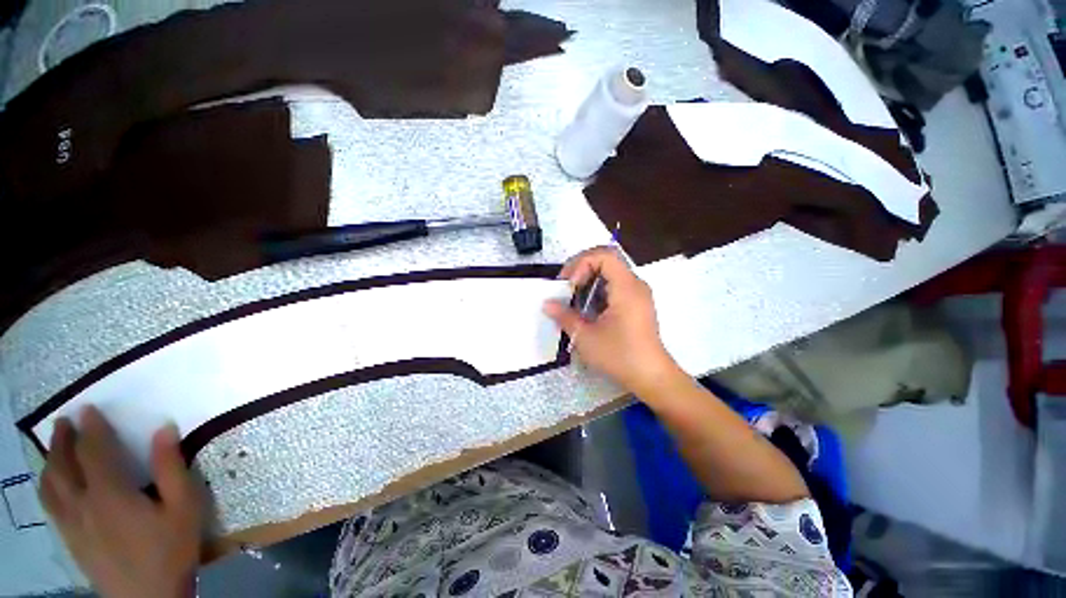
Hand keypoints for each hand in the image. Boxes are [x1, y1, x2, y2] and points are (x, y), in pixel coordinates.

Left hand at [39, 406, 203, 597]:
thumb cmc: (171, 549)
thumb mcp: (184, 507)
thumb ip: (171, 468)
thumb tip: (163, 429)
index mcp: (110, 494)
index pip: (93, 451)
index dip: (90, 428)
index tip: (88, 408)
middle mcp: (82, 504)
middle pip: (62, 466)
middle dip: (61, 440)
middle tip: (64, 422)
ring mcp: (71, 524)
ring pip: (49, 486)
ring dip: (49, 462)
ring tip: (53, 447)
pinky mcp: (70, 540)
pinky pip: (50, 505)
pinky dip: (47, 486)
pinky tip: (52, 484)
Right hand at [544, 246, 679, 395]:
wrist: (652, 378)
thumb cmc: (620, 355)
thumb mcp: (586, 337)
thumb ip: (564, 316)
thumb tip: (547, 304)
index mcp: (626, 287)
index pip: (603, 255)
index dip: (581, 263)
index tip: (569, 285)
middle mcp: (635, 285)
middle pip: (606, 261)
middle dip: (581, 270)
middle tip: (565, 288)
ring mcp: (637, 294)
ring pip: (609, 274)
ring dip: (588, 281)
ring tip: (573, 300)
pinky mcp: (636, 305)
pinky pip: (614, 287)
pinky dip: (597, 292)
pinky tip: (587, 310)